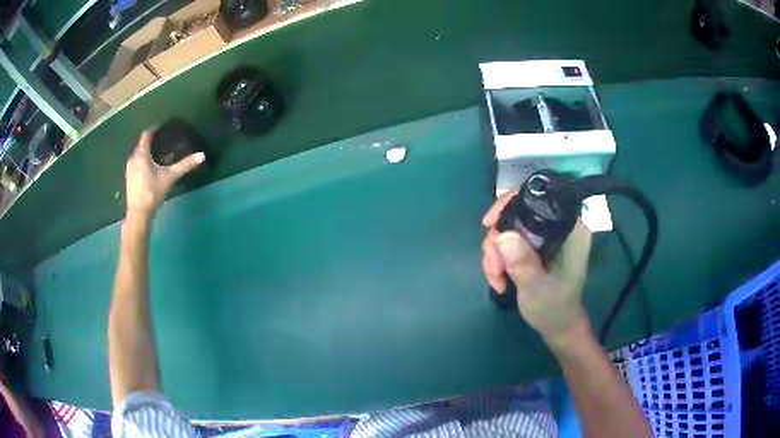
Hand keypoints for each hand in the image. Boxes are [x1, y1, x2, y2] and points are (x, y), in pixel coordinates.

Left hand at [125, 128, 204, 216]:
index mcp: (142, 155)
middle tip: (160, 140)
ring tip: (155, 153)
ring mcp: (129, 170)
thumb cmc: (153, 192)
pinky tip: (148, 167)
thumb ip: (184, 165)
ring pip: (137, 155)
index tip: (160, 126)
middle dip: (149, 141)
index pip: (146, 136)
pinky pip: (135, 164)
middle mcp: (133, 159)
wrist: (139, 214)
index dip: (153, 129)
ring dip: (145, 152)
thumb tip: (202, 155)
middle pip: (141, 145)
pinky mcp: (129, 179)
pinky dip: (142, 161)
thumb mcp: (170, 177)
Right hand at [482, 191, 592, 346]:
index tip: (489, 225)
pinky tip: (499, 280)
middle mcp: (557, 227)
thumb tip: (502, 235)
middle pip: (516, 215)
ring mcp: (544, 238)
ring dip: (494, 255)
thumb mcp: (537, 289)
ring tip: (497, 280)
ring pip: (508, 230)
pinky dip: (498, 260)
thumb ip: (523, 263)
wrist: (557, 328)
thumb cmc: (554, 309)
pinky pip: (508, 243)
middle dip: (497, 241)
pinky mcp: (534, 248)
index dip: (510, 204)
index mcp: (570, 229)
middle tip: (494, 269)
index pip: (538, 199)